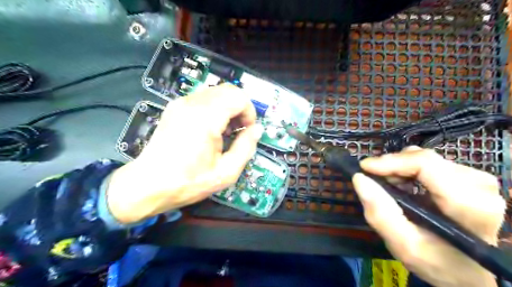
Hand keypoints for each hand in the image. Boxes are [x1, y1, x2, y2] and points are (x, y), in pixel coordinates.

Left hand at [105, 84, 261, 223]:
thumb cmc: (188, 182)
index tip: (248, 130)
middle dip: (240, 108)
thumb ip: (246, 148)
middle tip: (239, 130)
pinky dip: (215, 108)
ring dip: (228, 107)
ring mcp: (181, 104)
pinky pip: (203, 98)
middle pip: (228, 90)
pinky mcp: (175, 108)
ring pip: (216, 92)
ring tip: (225, 131)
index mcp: (205, 118)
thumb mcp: (226, 172)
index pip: (238, 97)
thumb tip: (257, 130)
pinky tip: (211, 129)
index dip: (249, 112)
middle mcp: (192, 104)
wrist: (148, 185)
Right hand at [353, 147, 502, 286]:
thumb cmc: (437, 262)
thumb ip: (381, 214)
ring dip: (399, 168)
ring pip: (425, 158)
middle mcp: (479, 187)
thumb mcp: (403, 245)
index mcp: (469, 206)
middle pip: (425, 159)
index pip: (427, 166)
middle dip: (392, 166)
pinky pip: (430, 162)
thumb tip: (359, 178)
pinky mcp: (468, 178)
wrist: (467, 271)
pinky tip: (402, 183)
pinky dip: (408, 169)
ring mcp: (476, 180)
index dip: (392, 162)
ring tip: (389, 185)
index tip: (364, 167)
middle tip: (374, 180)